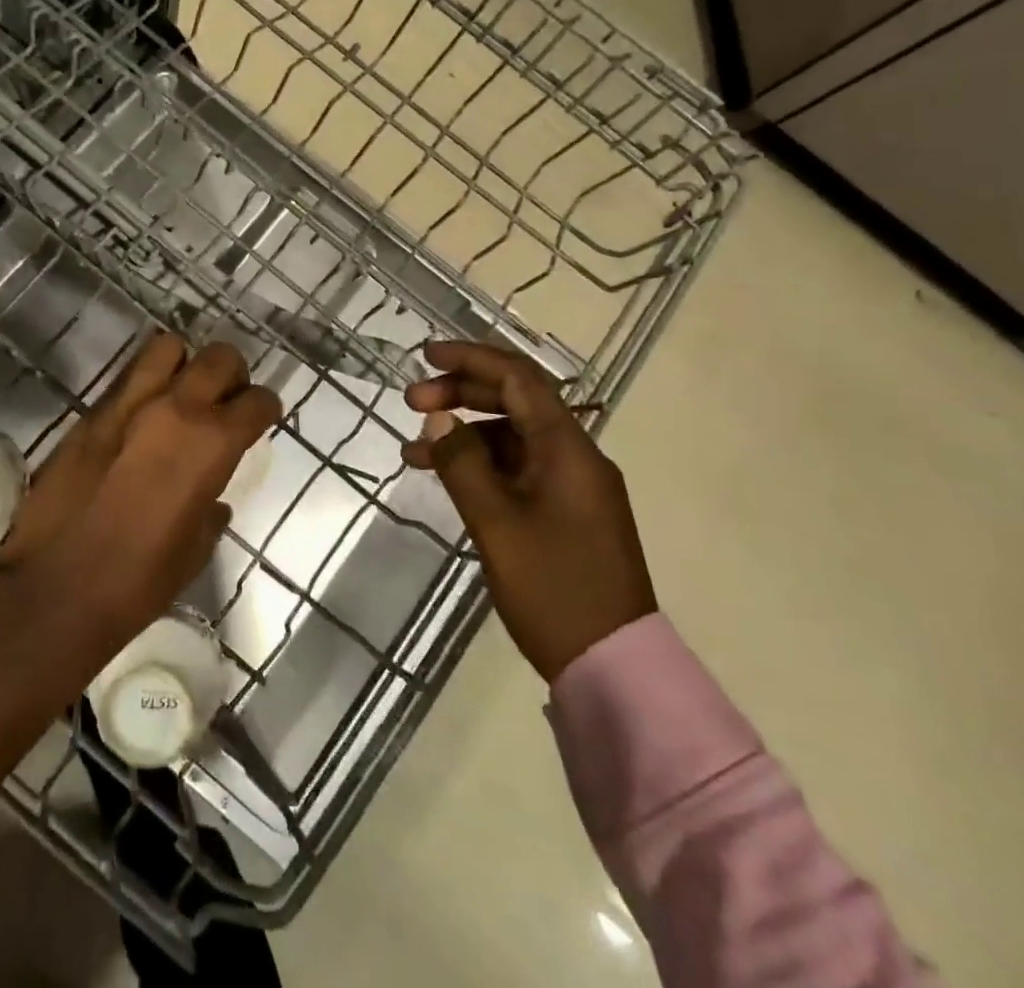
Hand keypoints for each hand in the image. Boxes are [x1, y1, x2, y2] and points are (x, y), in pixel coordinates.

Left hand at [0, 332, 280, 639]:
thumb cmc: (138, 581)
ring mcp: (128, 403)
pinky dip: (145, 382)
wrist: (55, 589)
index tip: (261, 418)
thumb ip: (211, 511)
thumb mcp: (195, 551)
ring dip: (183, 364)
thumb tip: (213, 500)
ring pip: (169, 347)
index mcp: (211, 444)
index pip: (257, 400)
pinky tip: (142, 412)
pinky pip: (127, 376)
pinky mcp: (91, 412)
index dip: (265, 408)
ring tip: (180, 392)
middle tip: (224, 400)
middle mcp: (175, 409)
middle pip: (219, 357)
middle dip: (231, 374)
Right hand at [403, 340, 655, 682]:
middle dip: (462, 394)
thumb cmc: (553, 589)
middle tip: (411, 401)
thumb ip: (463, 463)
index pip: (519, 378)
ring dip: (465, 434)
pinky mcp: (565, 513)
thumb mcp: (496, 524)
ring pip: (512, 437)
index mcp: (568, 449)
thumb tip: (438, 419)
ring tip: (414, 451)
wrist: (612, 667)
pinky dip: (480, 466)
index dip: (471, 359)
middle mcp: (575, 456)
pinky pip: (517, 470)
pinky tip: (446, 479)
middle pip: (515, 402)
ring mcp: (572, 486)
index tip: (426, 356)